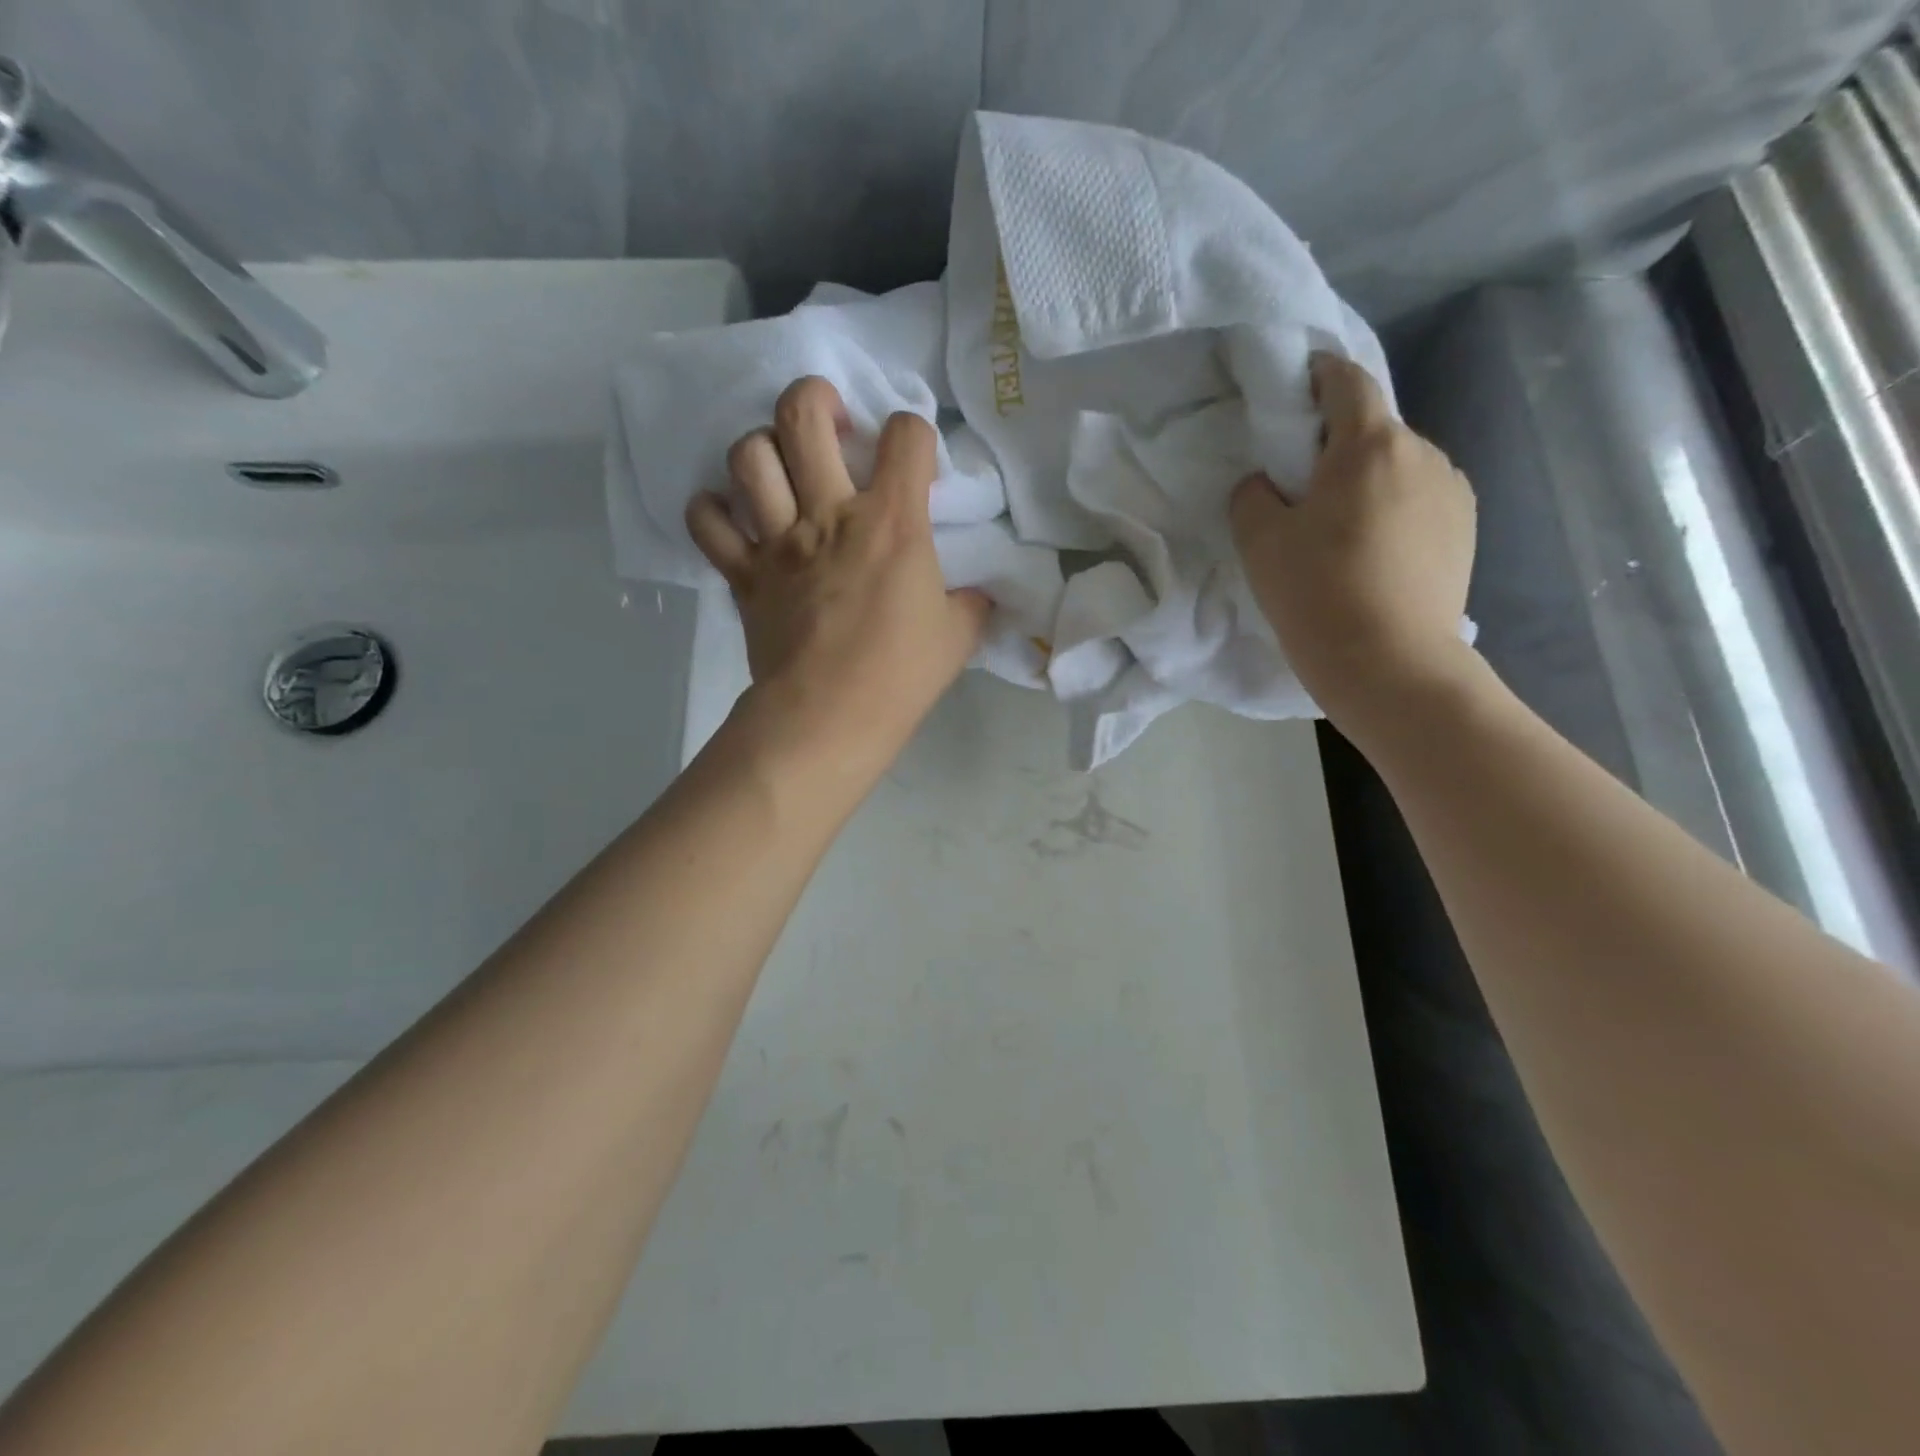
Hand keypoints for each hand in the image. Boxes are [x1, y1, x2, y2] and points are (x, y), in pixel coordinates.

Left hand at [686, 376, 989, 788]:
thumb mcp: (958, 636)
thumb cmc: (900, 675)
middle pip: (803, 414)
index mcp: (892, 522)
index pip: (906, 436)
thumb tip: (977, 592)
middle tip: (830, 421)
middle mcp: (829, 514)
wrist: (830, 718)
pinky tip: (732, 514)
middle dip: (816, 398)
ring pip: (749, 457)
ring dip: (763, 448)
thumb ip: (971, 602)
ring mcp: (778, 542)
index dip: (914, 433)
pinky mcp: (743, 575)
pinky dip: (713, 510)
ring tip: (781, 466)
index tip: (914, 460)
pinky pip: (708, 522)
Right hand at [1229, 352, 1476, 732]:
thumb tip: (1266, 484)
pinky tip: (1373, 554)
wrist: (1391, 664)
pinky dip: (1393, 510)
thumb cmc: (1317, 594)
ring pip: (1398, 467)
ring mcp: (1452, 492)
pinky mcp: (1465, 529)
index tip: (1293, 390)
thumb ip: (1252, 495)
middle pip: (1373, 428)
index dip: (1317, 375)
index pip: (1346, 381)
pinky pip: (1420, 500)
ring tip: (1340, 530)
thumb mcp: (1259, 542)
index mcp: (1369, 445)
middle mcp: (1423, 453)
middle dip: (1337, 444)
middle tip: (1302, 487)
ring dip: (1367, 481)